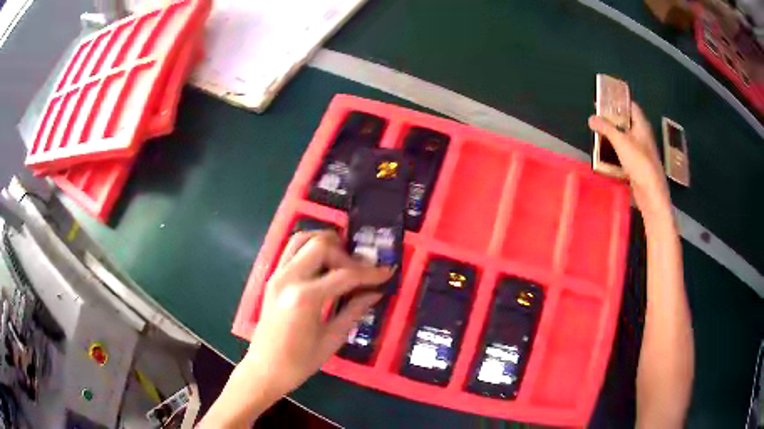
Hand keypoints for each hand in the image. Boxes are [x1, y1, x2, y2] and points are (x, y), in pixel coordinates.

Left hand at [245, 230, 392, 395]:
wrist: (265, 368)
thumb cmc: (300, 362)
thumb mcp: (332, 339)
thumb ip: (354, 311)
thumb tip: (375, 293)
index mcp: (305, 298)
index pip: (344, 275)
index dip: (370, 273)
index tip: (388, 272)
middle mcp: (288, 278)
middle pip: (321, 245)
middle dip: (346, 254)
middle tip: (361, 271)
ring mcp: (277, 275)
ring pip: (303, 238)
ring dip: (326, 242)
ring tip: (343, 259)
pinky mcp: (272, 277)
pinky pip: (291, 249)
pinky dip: (310, 247)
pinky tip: (324, 263)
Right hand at [588, 102, 671, 218]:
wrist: (651, 193)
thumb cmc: (639, 162)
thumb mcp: (620, 142)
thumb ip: (606, 128)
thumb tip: (591, 118)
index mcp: (642, 125)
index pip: (631, 106)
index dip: (619, 100)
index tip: (605, 99)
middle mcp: (643, 135)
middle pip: (628, 121)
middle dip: (614, 118)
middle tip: (599, 116)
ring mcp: (642, 151)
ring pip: (627, 137)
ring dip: (615, 135)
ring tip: (600, 133)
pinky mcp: (639, 164)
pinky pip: (626, 152)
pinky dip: (617, 150)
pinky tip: (607, 153)